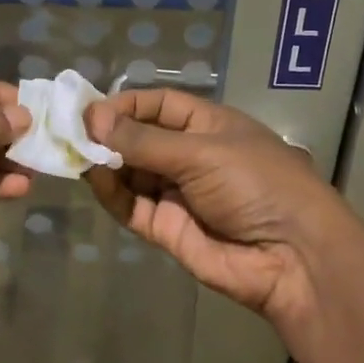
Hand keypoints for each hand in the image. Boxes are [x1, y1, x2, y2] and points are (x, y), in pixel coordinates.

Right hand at [82, 89, 352, 321]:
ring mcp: (177, 193)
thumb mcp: (200, 152)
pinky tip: (94, 179)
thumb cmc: (255, 184)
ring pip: (131, 173)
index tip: (90, 109)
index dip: (125, 105)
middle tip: (70, 132)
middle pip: (139, 139)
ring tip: (77, 154)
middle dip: (108, 135)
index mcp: (208, 126)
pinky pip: (132, 206)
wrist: (293, 257)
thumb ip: (143, 140)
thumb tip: (93, 118)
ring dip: (105, 163)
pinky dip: (111, 193)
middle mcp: (190, 156)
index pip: (158, 105)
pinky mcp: (167, 229)